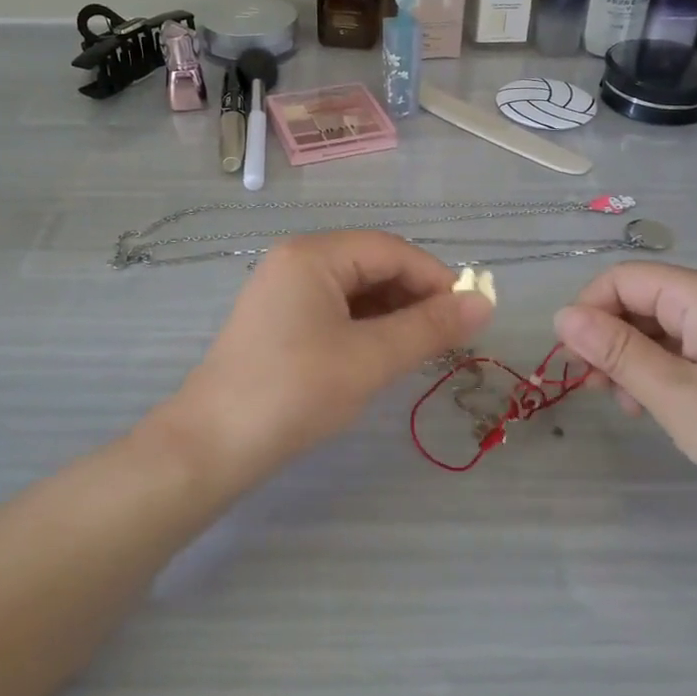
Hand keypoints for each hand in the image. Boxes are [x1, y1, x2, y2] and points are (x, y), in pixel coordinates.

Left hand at [155, 233, 494, 491]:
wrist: (212, 445)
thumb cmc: (295, 392)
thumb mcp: (370, 359)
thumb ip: (429, 328)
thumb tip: (485, 303)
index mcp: (313, 255)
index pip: (391, 250)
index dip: (436, 278)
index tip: (471, 315)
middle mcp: (296, 260)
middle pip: (371, 265)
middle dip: (414, 297)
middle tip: (449, 338)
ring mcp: (283, 291)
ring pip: (354, 289)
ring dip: (392, 314)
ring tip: (420, 350)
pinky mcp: (278, 320)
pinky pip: (334, 310)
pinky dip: (365, 327)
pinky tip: (381, 355)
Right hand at [552, 262, 696, 519]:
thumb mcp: (675, 396)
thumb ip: (616, 352)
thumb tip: (562, 316)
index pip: (620, 279)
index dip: (588, 312)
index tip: (574, 362)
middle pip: (638, 299)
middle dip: (607, 339)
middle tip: (595, 391)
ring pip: (657, 325)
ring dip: (631, 359)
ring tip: (629, 407)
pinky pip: (683, 345)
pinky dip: (660, 369)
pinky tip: (657, 406)